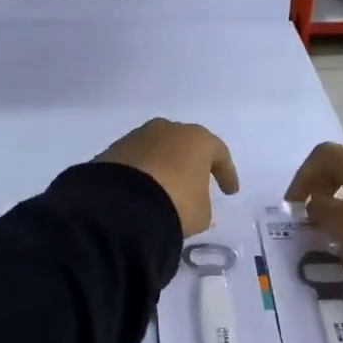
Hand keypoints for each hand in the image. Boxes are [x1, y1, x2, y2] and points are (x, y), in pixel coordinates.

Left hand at [95, 119, 239, 237]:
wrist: (121, 205)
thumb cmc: (175, 204)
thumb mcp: (201, 213)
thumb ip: (201, 203)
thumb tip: (192, 201)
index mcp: (197, 139)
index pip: (219, 154)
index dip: (227, 174)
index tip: (230, 192)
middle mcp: (167, 130)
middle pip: (185, 145)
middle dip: (191, 163)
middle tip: (195, 182)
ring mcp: (137, 137)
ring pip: (157, 150)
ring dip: (163, 166)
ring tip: (164, 188)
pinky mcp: (113, 150)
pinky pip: (135, 161)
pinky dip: (141, 174)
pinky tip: (141, 191)